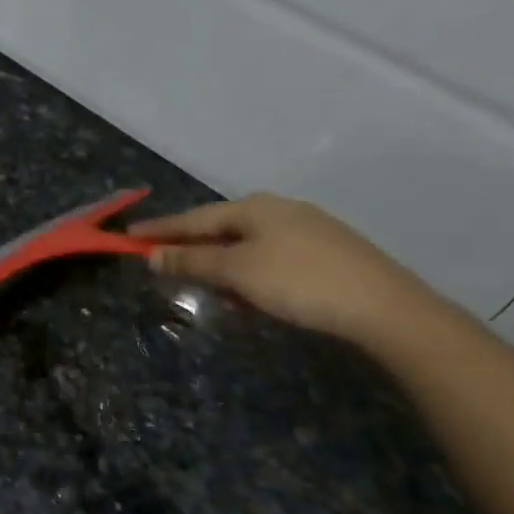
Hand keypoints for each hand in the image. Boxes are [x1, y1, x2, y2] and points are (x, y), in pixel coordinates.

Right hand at [130, 194, 442, 344]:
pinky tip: (253, 293)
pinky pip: (272, 256)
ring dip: (222, 263)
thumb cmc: (299, 282)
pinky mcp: (328, 251)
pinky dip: (250, 271)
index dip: (159, 229)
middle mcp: (279, 209)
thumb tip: (152, 254)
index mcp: (254, 207)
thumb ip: (191, 262)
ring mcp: (308, 228)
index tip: (129, 235)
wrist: (384, 307)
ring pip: (248, 243)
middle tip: (165, 263)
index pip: (193, 218)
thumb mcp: (236, 273)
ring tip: (209, 287)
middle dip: (192, 247)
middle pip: (221, 228)